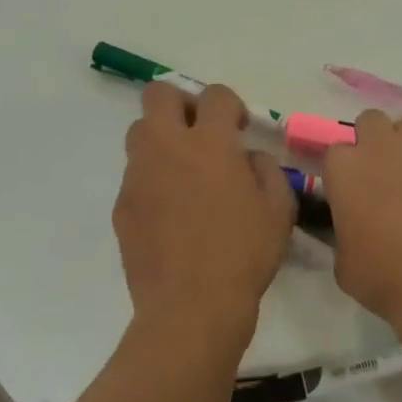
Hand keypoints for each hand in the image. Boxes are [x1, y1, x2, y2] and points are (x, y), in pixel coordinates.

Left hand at [113, 82, 295, 357]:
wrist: (191, 307)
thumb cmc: (243, 255)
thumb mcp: (279, 209)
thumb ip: (265, 169)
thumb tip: (247, 157)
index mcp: (210, 143)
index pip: (215, 95)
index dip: (229, 105)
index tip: (237, 128)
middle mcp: (167, 147)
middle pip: (159, 95)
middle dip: (181, 103)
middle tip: (200, 133)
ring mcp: (138, 175)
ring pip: (139, 131)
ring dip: (161, 138)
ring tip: (183, 171)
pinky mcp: (122, 204)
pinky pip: (134, 175)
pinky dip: (151, 179)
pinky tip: (169, 212)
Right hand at [320, 110, 401, 327]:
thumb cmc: (384, 274)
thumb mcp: (344, 263)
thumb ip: (344, 235)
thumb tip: (354, 234)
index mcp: (345, 168)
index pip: (334, 151)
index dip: (342, 171)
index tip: (348, 193)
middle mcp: (382, 147)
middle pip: (371, 121)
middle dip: (373, 140)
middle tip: (379, 175)